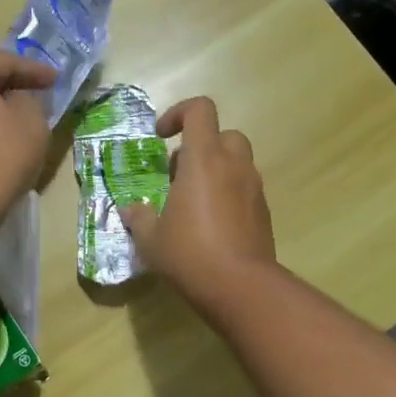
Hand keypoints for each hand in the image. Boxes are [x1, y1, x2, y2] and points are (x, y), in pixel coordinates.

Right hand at [118, 96, 275, 302]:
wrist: (241, 286)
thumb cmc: (189, 254)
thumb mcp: (151, 239)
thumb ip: (139, 217)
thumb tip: (130, 209)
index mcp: (204, 159)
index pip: (200, 110)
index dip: (178, 113)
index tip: (161, 137)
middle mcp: (233, 165)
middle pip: (223, 134)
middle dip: (200, 147)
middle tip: (177, 176)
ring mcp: (254, 188)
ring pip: (237, 162)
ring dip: (216, 171)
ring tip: (193, 204)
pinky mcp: (264, 211)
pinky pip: (245, 189)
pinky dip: (229, 195)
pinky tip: (212, 226)